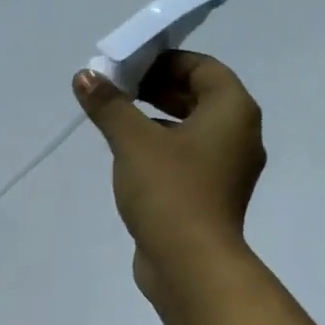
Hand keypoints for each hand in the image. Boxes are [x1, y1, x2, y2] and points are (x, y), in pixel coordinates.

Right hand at [73, 48, 264, 300]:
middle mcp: (238, 136)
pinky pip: (186, 159)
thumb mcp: (133, 142)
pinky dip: (161, 149)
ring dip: (156, 120)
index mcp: (232, 112)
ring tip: (116, 120)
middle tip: (116, 89)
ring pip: (191, 130)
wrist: (189, 263)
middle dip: (157, 89)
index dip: (164, 61)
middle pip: (198, 97)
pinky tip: (128, 158)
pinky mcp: (210, 197)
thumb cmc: (169, 191)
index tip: (127, 66)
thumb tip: (85, 76)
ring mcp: (226, 170)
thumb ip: (110, 106)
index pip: (202, 67)